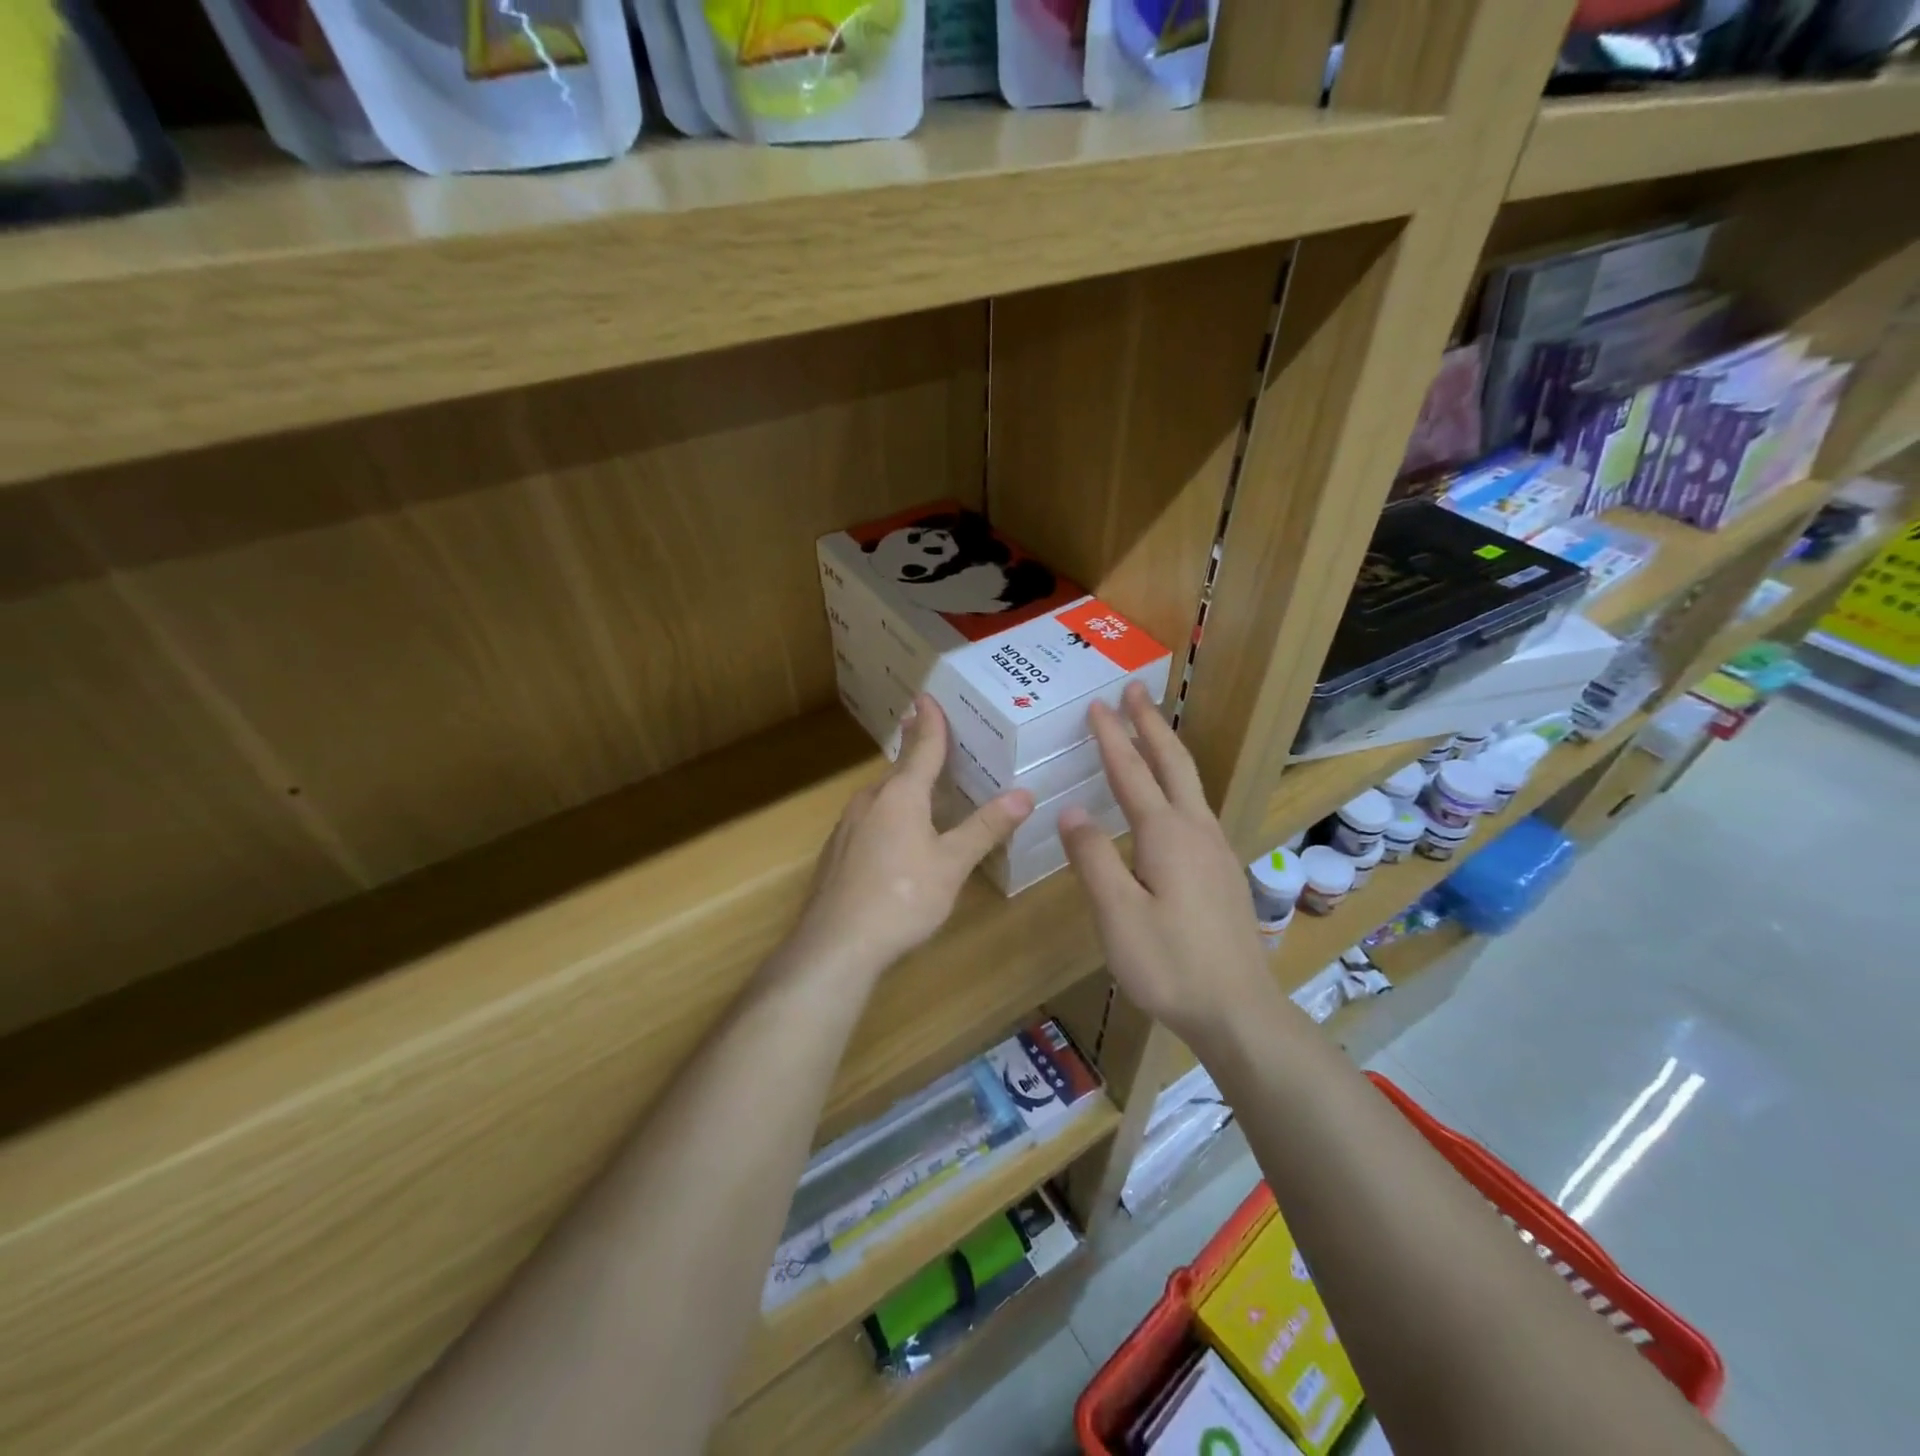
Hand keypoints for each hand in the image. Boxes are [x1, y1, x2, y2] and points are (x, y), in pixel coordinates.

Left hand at [788, 696, 1033, 980]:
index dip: (930, 722)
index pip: (922, 747)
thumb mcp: (952, 865)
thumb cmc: (902, 898)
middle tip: (932, 735)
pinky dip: (888, 814)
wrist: (835, 945)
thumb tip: (1024, 795)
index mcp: (901, 795)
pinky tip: (895, 835)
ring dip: (902, 785)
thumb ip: (985, 828)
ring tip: (921, 785)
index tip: (927, 697)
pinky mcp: (837, 853)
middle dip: (916, 751)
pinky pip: (869, 819)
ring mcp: (847, 826)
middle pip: (899, 769)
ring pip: (881, 796)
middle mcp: (870, 801)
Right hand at [1059, 683, 1272, 1041]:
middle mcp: (1196, 831)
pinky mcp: (1222, 871)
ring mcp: (1216, 850)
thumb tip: (1071, 812)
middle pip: (1173, 763)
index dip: (1112, 737)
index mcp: (1167, 835)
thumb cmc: (1170, 964)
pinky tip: (1171, 799)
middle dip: (1151, 724)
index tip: (1097, 704)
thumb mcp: (1117, 915)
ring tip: (1151, 730)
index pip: (1132, 773)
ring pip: (1190, 784)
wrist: (1238, 1010)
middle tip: (1134, 690)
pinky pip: (1195, 807)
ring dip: (1167, 749)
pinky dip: (1177, 782)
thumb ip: (1093, 858)